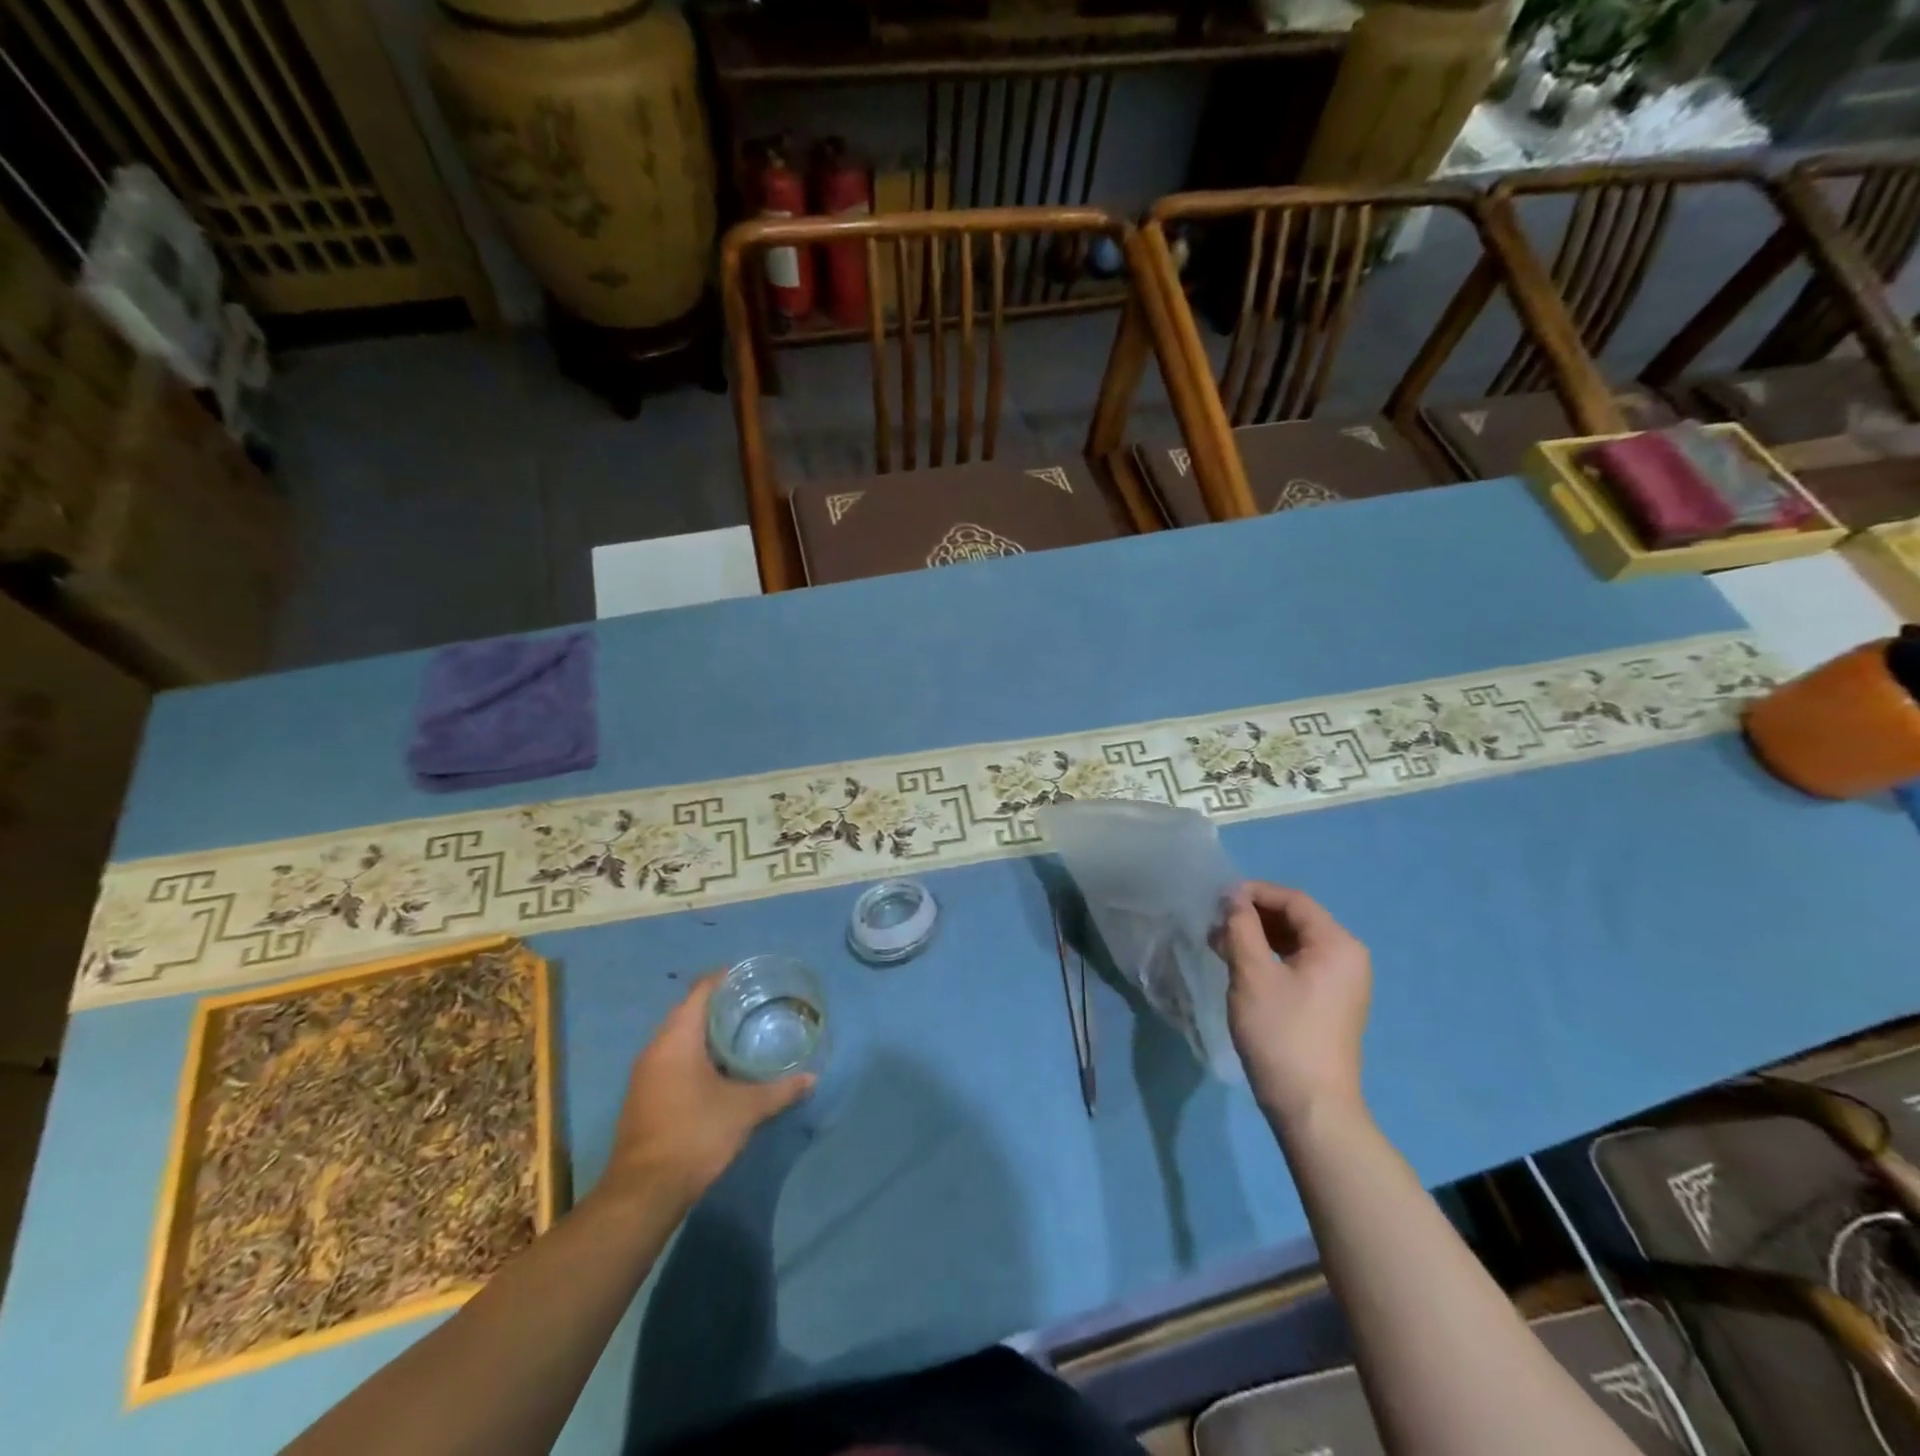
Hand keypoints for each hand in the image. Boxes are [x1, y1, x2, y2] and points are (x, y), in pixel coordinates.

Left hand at [600, 974, 814, 1205]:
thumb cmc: (696, 1135)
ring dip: (705, 1032)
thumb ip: (780, 1091)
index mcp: (676, 1039)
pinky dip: (694, 1054)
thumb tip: (812, 1078)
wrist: (644, 1193)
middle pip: (687, 1012)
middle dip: (718, 1005)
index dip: (724, 979)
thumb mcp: (745, 1110)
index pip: (700, 991)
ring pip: (677, 1038)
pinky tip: (719, 1068)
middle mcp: (655, 1049)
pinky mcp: (643, 1098)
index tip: (749, 976)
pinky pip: (670, 1060)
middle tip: (753, 1003)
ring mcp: (645, 1075)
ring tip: (740, 1032)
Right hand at [1213, 881, 1370, 1129]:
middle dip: (1253, 915)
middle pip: (1296, 919)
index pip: (1293, 900)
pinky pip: (1298, 964)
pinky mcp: (1330, 1002)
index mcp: (1336, 944)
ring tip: (1219, 943)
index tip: (1216, 899)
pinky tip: (1239, 965)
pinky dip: (1269, 957)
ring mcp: (1342, 982)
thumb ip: (1241, 927)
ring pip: (1294, 942)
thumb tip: (1234, 896)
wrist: (1310, 1104)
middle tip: (1214, 922)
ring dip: (1257, 937)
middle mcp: (1347, 957)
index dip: (1254, 893)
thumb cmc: (1280, 1032)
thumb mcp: (1252, 973)